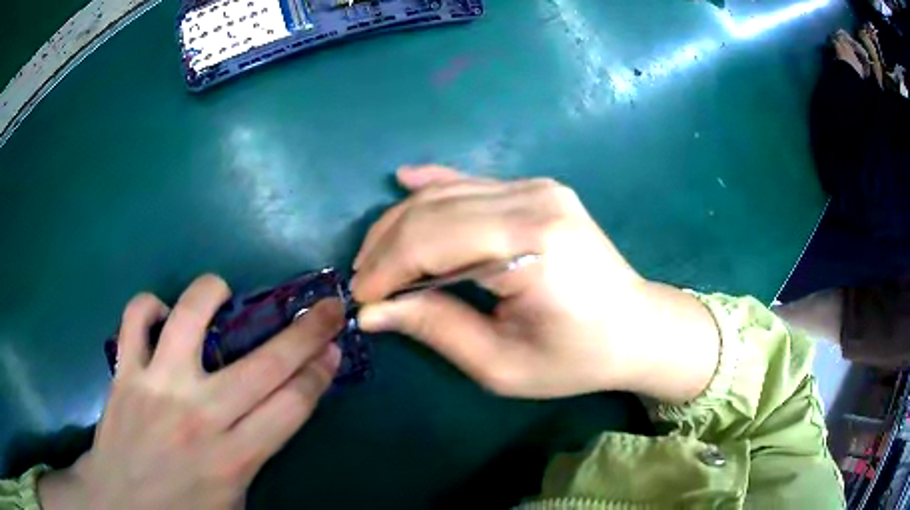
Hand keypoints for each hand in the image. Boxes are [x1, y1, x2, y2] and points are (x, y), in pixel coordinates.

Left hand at [39, 275, 343, 509]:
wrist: (121, 504)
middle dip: (306, 332)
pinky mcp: (125, 373)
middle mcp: (199, 416)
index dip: (319, 374)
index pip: (292, 405)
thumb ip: (257, 460)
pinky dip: (148, 306)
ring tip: (221, 292)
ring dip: (211, 293)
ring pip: (189, 318)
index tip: (333, 350)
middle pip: (265, 364)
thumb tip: (275, 417)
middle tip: (327, 308)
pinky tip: (160, 315)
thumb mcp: (235, 501)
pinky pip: (134, 319)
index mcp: (233, 458)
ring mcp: (157, 387)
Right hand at [352, 167, 718, 401]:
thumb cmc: (576, 358)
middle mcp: (534, 201)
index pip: (431, 243)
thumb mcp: (501, 364)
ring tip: (374, 257)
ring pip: (446, 193)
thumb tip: (372, 311)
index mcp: (531, 247)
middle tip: (363, 282)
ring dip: (401, 223)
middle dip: (386, 247)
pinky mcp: (538, 188)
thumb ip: (435, 328)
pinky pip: (473, 182)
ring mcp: (538, 188)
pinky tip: (404, 180)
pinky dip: (435, 184)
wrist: (637, 327)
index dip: (386, 270)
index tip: (361, 300)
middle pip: (433, 211)